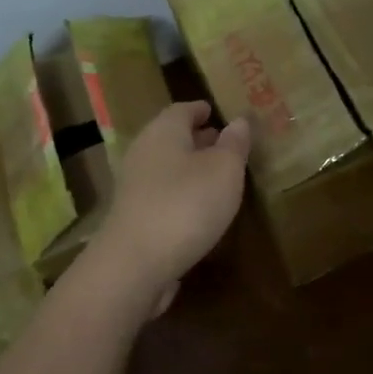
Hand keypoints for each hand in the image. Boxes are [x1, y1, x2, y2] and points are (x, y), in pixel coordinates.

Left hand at [95, 102, 250, 307]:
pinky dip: (182, 193)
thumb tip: (239, 121)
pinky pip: (163, 194)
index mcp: (164, 131)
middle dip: (199, 138)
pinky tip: (200, 208)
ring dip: (191, 168)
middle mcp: (144, 152)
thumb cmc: (186, 204)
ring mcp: (134, 186)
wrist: (135, 264)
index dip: (203, 110)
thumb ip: (234, 144)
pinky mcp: (133, 217)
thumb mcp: (225, 170)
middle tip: (227, 143)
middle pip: (172, 137)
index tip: (220, 112)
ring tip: (220, 177)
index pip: (184, 109)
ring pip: (167, 166)